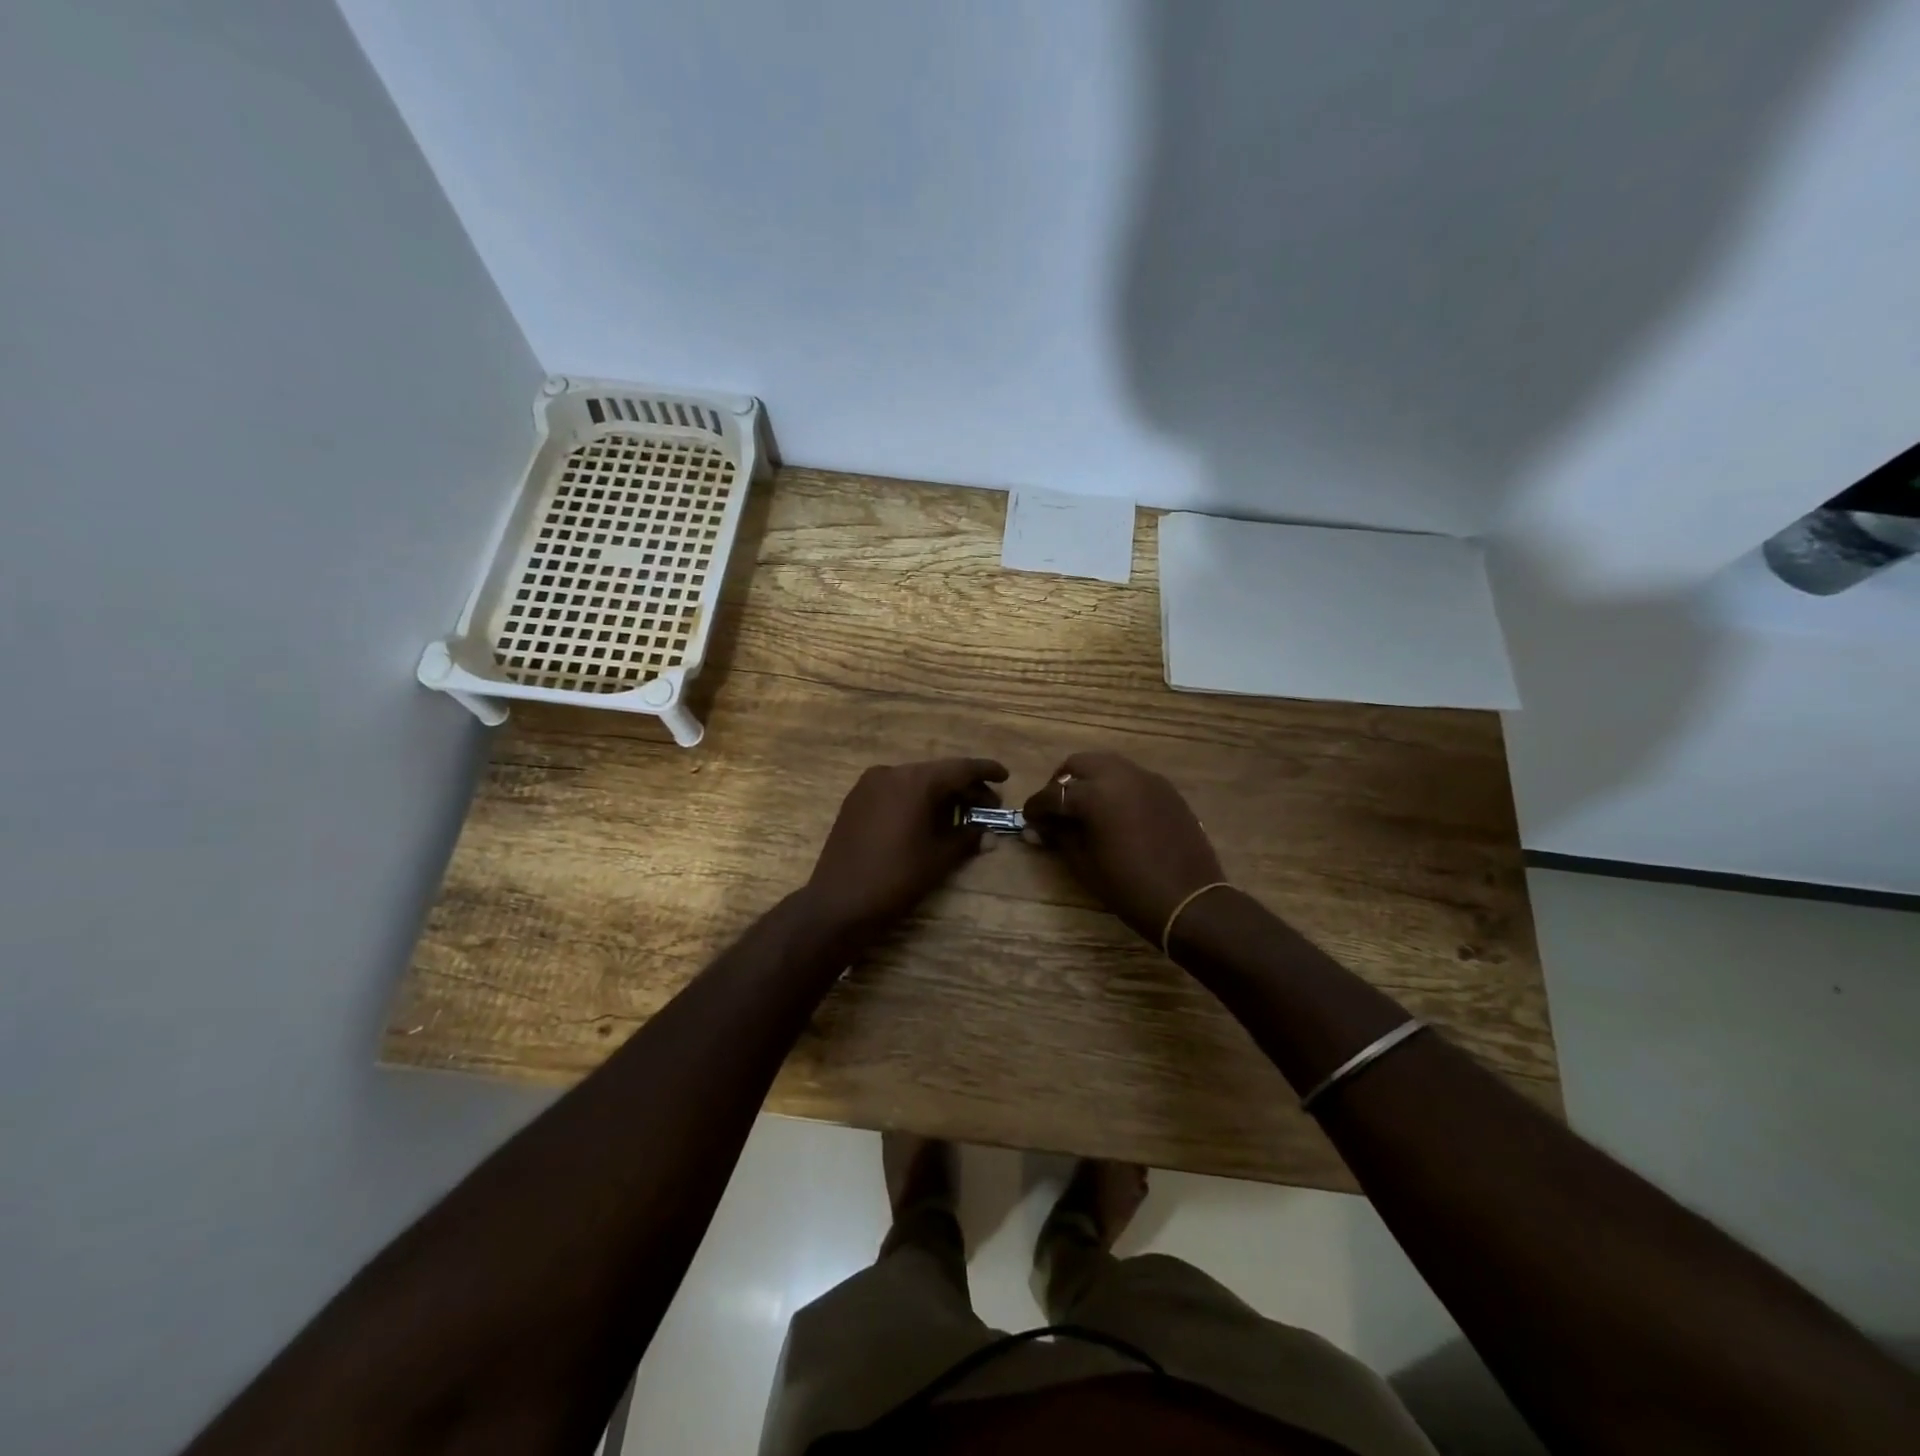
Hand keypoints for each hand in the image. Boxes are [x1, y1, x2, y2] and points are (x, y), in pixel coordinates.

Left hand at [804, 757, 1008, 939]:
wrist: (839, 902)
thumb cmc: (896, 878)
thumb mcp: (939, 858)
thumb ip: (968, 838)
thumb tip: (990, 834)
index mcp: (915, 781)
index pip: (960, 769)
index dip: (985, 772)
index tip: (1005, 777)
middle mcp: (891, 772)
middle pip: (937, 773)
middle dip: (964, 788)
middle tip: (988, 806)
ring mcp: (868, 785)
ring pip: (914, 781)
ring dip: (939, 794)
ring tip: (960, 815)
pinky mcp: (855, 800)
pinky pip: (894, 791)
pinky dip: (915, 800)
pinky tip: (927, 819)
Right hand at [1022, 751, 1224, 943]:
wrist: (1188, 900)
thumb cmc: (1128, 887)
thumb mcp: (1084, 864)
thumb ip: (1059, 837)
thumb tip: (1039, 827)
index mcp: (1095, 794)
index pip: (1053, 794)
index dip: (1036, 807)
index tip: (1029, 820)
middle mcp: (1120, 775)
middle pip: (1079, 764)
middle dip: (1062, 783)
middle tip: (1057, 810)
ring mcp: (1147, 779)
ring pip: (1107, 765)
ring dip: (1090, 780)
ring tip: (1085, 808)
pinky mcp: (1166, 789)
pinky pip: (1132, 777)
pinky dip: (1115, 787)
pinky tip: (1115, 812)